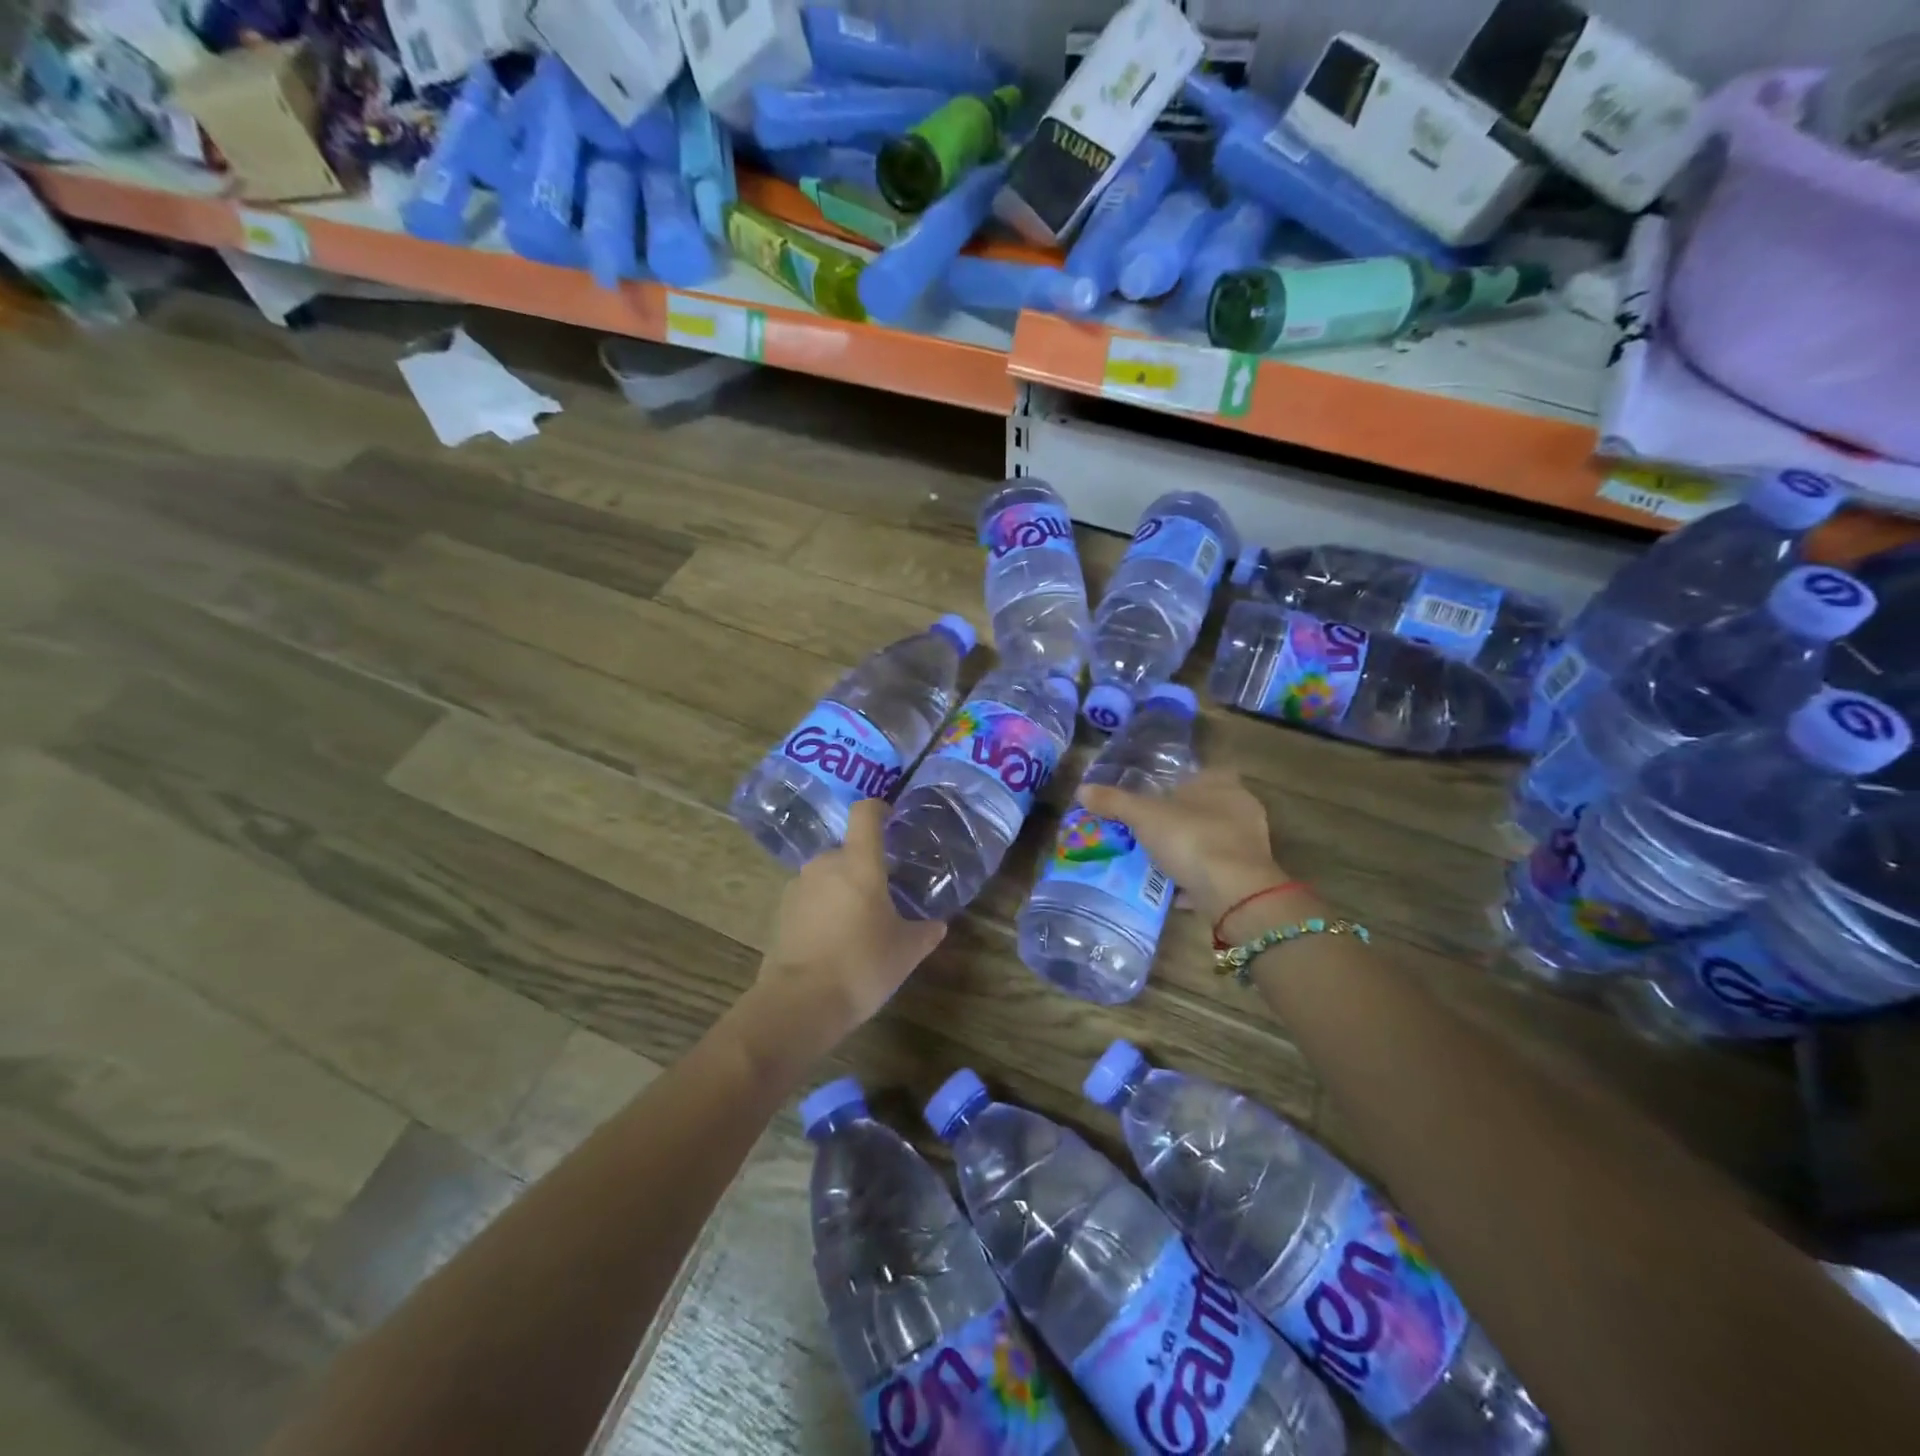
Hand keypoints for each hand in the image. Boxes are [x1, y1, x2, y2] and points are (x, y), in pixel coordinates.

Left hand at [754, 799, 946, 1049]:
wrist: (800, 1003)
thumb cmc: (862, 965)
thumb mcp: (906, 951)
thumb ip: (925, 932)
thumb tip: (937, 925)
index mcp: (859, 862)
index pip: (865, 813)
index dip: (879, 809)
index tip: (891, 818)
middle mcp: (825, 864)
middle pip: (847, 850)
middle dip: (864, 867)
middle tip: (883, 894)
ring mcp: (798, 887)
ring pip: (827, 876)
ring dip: (842, 890)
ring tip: (859, 923)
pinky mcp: (781, 913)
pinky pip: (810, 899)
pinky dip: (823, 910)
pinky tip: (834, 941)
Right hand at [1078, 769, 1297, 924]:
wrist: (1235, 892)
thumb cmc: (1191, 838)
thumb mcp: (1143, 816)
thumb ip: (1114, 801)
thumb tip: (1082, 789)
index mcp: (1220, 782)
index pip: (1197, 774)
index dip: (1174, 786)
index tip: (1150, 801)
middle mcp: (1241, 806)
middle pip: (1202, 808)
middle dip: (1177, 820)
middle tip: (1146, 833)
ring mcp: (1249, 842)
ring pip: (1210, 840)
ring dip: (1187, 850)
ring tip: (1155, 862)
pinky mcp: (1250, 874)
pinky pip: (1216, 870)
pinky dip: (1197, 877)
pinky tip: (1175, 889)